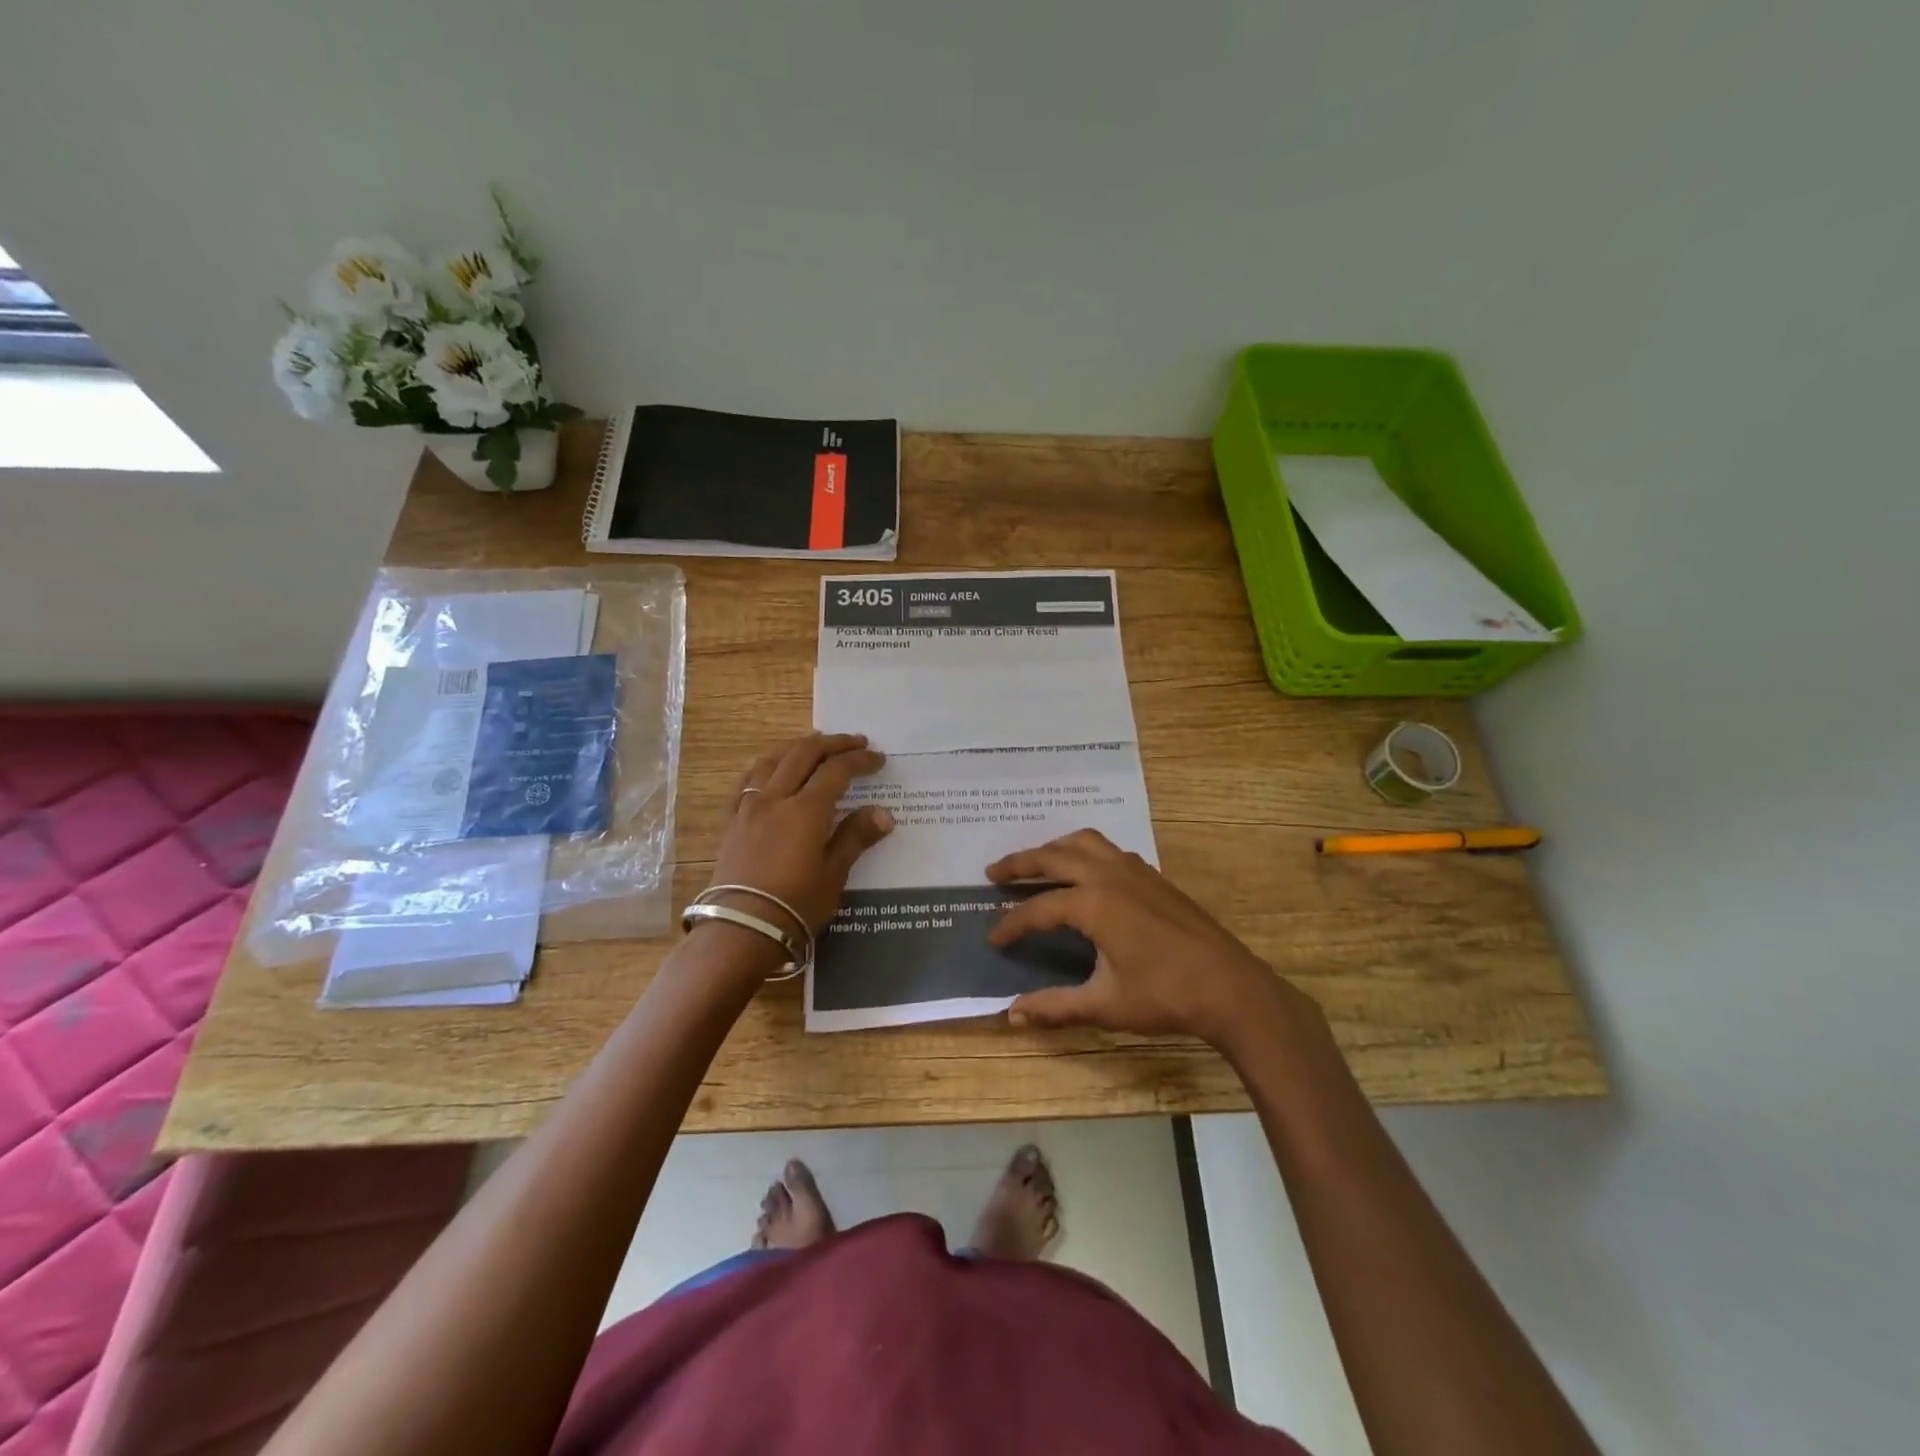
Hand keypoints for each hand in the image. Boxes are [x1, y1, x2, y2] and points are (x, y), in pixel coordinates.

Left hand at [706, 733, 893, 945]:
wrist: (739, 929)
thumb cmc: (794, 906)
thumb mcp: (833, 875)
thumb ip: (855, 838)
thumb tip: (883, 814)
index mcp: (806, 810)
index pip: (837, 771)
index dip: (859, 761)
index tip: (878, 759)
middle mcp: (776, 798)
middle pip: (804, 754)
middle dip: (832, 744)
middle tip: (854, 742)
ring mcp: (749, 807)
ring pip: (772, 760)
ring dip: (797, 747)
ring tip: (814, 745)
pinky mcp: (731, 821)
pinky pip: (746, 781)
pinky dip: (765, 766)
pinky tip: (770, 769)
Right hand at [986, 829, 1315, 1050]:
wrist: (1230, 987)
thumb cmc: (1164, 996)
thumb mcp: (1104, 1004)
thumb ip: (1055, 1006)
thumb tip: (1012, 1014)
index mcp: (1093, 903)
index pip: (1038, 909)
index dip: (1012, 925)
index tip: (993, 939)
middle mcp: (1109, 875)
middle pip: (1054, 857)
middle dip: (1020, 863)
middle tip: (994, 873)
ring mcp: (1134, 870)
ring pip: (1084, 842)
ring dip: (1055, 848)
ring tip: (1036, 863)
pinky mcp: (1153, 876)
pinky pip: (1108, 850)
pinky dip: (1084, 852)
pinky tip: (1084, 873)